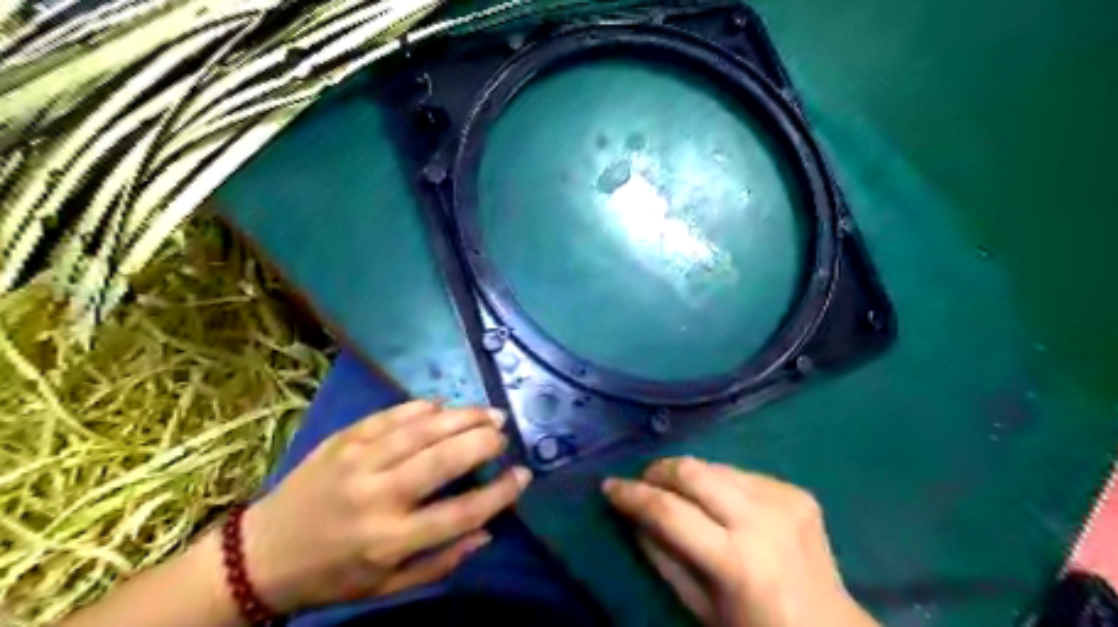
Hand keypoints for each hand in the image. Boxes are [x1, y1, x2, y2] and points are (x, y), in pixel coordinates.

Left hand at [240, 402, 530, 610]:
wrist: (261, 554)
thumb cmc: (332, 575)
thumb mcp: (388, 587)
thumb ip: (441, 561)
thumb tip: (487, 530)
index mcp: (389, 539)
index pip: (460, 513)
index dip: (499, 493)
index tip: (523, 476)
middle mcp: (377, 496)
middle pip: (444, 460)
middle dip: (483, 441)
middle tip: (504, 433)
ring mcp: (358, 462)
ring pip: (422, 429)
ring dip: (462, 416)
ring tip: (487, 412)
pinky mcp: (343, 440)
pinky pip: (390, 415)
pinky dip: (421, 406)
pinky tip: (442, 404)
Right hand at [607, 456, 876, 625]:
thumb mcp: (700, 607)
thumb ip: (663, 557)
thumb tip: (634, 514)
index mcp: (737, 561)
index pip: (669, 511)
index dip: (633, 495)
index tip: (609, 486)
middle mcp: (762, 520)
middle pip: (692, 471)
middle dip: (659, 471)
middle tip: (643, 482)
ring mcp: (784, 500)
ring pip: (715, 465)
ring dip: (689, 476)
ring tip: (680, 494)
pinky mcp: (797, 491)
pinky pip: (742, 474)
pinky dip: (721, 483)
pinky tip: (722, 503)